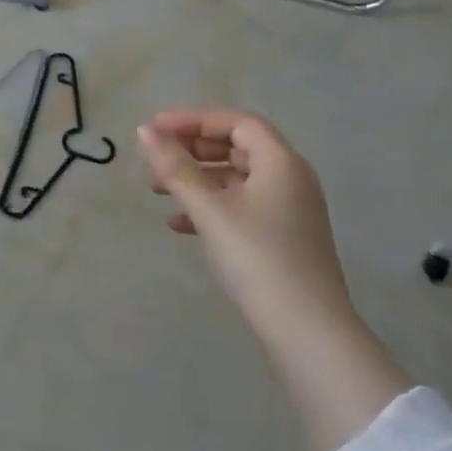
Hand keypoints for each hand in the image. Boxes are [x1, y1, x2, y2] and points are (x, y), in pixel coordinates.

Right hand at [136, 109, 348, 330]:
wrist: (306, 330)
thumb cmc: (257, 257)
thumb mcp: (209, 209)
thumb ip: (175, 167)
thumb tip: (145, 132)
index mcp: (281, 162)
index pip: (236, 123)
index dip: (193, 120)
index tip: (155, 129)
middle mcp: (290, 179)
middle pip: (236, 148)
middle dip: (191, 151)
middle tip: (154, 160)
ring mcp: (289, 211)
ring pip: (235, 179)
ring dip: (196, 180)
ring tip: (158, 192)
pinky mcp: (283, 238)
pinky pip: (241, 207)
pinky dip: (210, 207)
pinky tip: (179, 225)